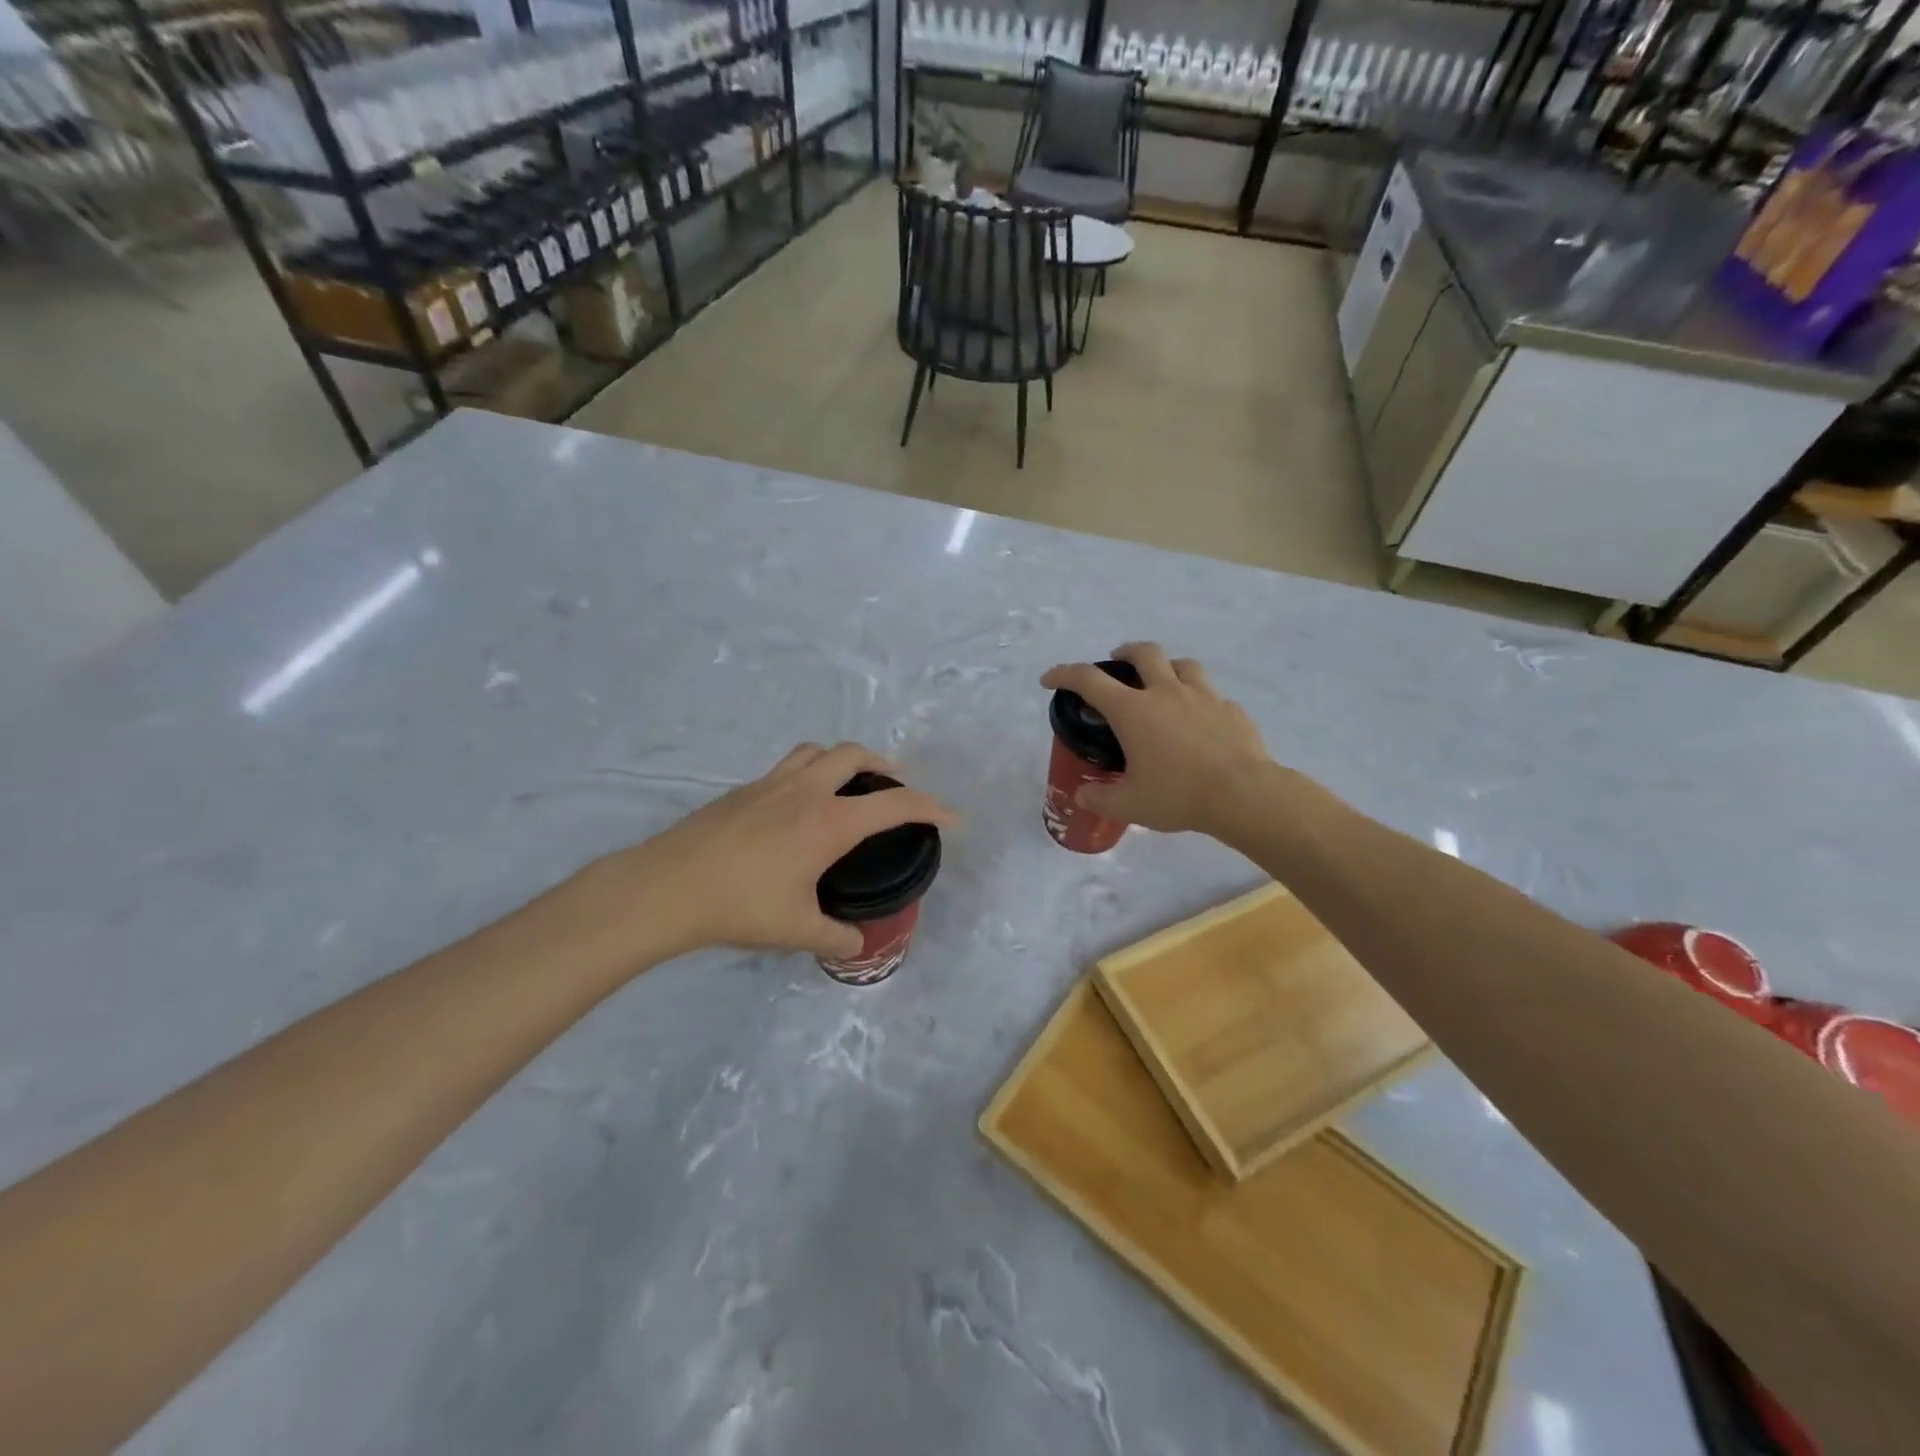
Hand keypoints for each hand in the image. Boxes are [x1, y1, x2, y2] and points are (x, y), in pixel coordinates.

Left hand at [589, 742, 957, 961]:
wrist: (667, 887)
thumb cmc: (740, 906)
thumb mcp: (796, 930)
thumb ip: (835, 939)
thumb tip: (856, 946)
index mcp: (829, 822)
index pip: (895, 804)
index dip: (931, 808)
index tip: (952, 818)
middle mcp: (805, 791)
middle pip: (855, 755)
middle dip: (884, 765)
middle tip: (894, 787)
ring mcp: (770, 784)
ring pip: (817, 751)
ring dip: (843, 759)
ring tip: (848, 784)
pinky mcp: (742, 790)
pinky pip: (788, 767)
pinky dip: (808, 774)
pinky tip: (797, 807)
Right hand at [1041, 643, 1271, 836]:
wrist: (1244, 795)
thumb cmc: (1178, 795)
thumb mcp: (1129, 805)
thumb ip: (1100, 799)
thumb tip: (1082, 796)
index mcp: (1133, 711)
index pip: (1089, 680)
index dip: (1064, 674)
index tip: (1050, 679)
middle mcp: (1166, 693)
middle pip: (1143, 652)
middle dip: (1125, 651)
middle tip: (1117, 662)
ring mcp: (1204, 697)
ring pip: (1183, 664)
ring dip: (1167, 667)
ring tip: (1163, 684)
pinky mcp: (1232, 710)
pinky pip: (1212, 696)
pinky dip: (1200, 702)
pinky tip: (1200, 722)